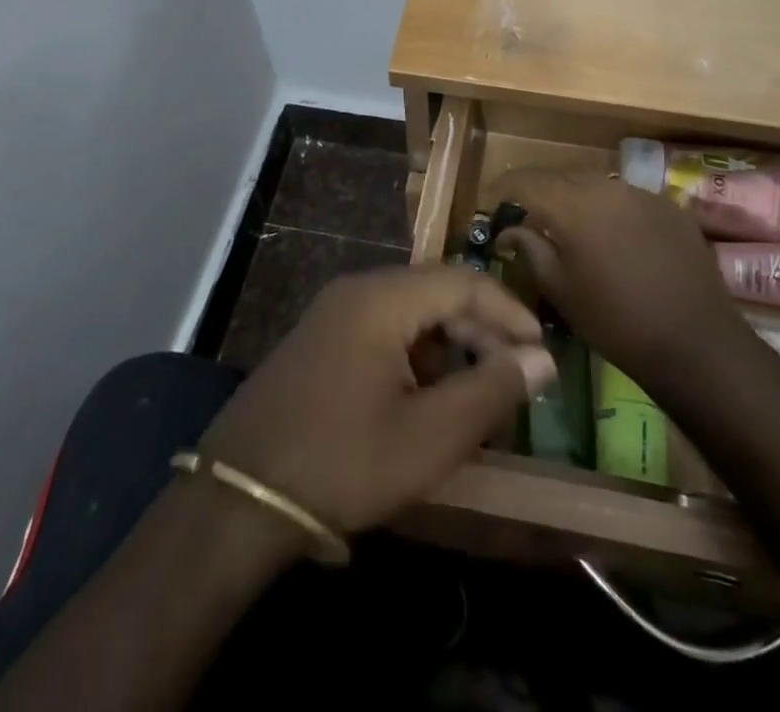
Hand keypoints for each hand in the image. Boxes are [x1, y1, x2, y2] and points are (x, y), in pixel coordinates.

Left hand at [200, 266, 554, 537]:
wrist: (238, 499)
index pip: (463, 281)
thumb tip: (542, 359)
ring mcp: (332, 314)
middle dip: (480, 331)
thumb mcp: (429, 436)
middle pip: (435, 293)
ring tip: (476, 395)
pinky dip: (416, 356)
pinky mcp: (319, 342)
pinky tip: (426, 401)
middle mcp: (356, 291)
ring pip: (409, 313)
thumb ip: (491, 390)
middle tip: (515, 377)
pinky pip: (382, 331)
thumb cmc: (343, 462)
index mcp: (382, 298)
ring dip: (449, 346)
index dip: (509, 312)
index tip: (541, 351)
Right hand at [490, 170, 740, 391]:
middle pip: (561, 176)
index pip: (525, 180)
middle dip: (539, 191)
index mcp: (572, 205)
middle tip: (526, 214)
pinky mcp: (668, 205)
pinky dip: (609, 207)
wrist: (694, 342)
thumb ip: (529, 248)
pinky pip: (626, 196)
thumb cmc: (615, 321)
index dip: (503, 187)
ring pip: (595, 182)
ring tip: (569, 223)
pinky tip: (613, 235)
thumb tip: (508, 229)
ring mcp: (641, 192)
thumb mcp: (560, 290)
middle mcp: (605, 186)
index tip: (490, 201)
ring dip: (575, 197)